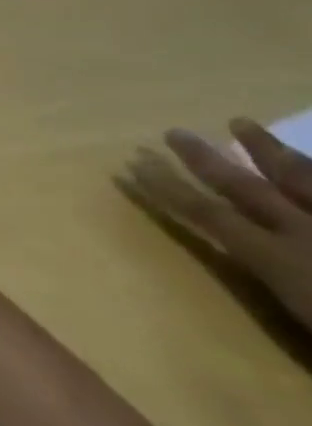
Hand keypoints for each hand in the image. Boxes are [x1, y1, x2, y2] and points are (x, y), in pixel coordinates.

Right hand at [134, 120, 311, 334]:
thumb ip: (297, 301)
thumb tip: (275, 278)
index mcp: (283, 260)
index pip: (208, 214)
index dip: (166, 188)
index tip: (132, 165)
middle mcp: (310, 233)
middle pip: (248, 187)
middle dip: (205, 159)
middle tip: (174, 133)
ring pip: (306, 178)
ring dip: (270, 151)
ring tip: (240, 124)